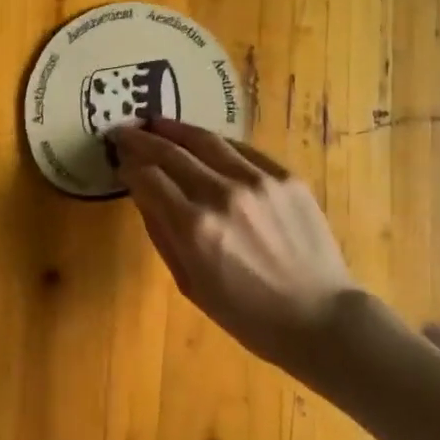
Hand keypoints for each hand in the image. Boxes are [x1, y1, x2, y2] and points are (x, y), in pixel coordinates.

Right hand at [114, 120, 359, 372]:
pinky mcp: (285, 176)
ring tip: (158, 122)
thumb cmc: (247, 314)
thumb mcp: (191, 284)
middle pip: (171, 152)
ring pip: (206, 140)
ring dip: (176, 128)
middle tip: (125, 131)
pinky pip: (242, 150)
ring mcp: (258, 180)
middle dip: (142, 139)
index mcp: (195, 228)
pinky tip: (204, 141)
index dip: (129, 167)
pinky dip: (217, 143)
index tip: (120, 161)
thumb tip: (143, 193)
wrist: (318, 317)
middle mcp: (223, 194)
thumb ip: (162, 233)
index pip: (149, 179)